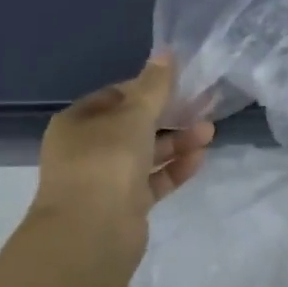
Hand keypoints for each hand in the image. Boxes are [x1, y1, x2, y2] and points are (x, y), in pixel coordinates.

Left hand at [37, 53, 214, 260]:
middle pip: (133, 125)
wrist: (91, 235)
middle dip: (169, 115)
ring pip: (146, 153)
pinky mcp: (124, 205)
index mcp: (78, 123)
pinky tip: (200, 158)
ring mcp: (105, 180)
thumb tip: (166, 51)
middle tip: (203, 105)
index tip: (179, 83)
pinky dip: (174, 168)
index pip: (115, 96)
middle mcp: (87, 150)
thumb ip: (154, 85)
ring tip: (209, 132)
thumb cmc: (106, 162)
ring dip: (177, 141)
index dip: (147, 87)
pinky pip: (153, 180)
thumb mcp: (134, 115)